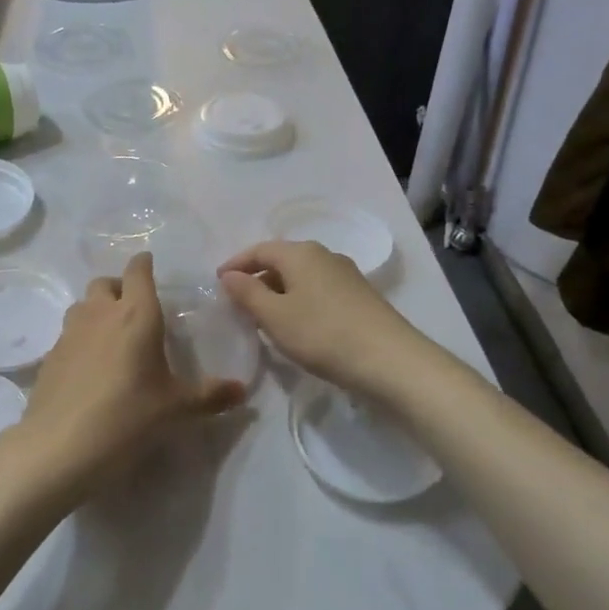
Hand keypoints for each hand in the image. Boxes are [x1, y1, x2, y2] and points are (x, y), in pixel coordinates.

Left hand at [2, 253, 244, 508]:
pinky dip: (81, 339)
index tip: (149, 264)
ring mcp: (69, 333)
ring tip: (112, 336)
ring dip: (97, 310)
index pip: (138, 271)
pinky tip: (89, 367)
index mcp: (136, 314)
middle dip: (119, 287)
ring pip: (82, 305)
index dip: (144, 264)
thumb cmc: (127, 418)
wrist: (59, 446)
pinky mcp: (49, 356)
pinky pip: (68, 334)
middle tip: (135, 309)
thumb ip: (210, 396)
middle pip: (104, 283)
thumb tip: (242, 391)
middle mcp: (100, 313)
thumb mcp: (176, 409)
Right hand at [219, 239, 426, 394]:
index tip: (218, 283)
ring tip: (263, 316)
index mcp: (300, 253)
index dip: (236, 264)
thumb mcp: (275, 316)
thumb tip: (229, 275)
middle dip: (257, 278)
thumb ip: (247, 293)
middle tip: (238, 302)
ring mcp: (346, 274)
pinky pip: (318, 289)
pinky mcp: (359, 296)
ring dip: (278, 291)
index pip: (259, 249)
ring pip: (301, 276)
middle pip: (281, 260)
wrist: (390, 360)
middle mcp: (324, 255)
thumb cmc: (323, 334)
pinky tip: (297, 324)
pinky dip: (299, 300)